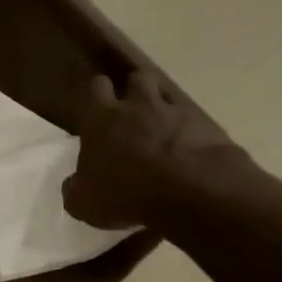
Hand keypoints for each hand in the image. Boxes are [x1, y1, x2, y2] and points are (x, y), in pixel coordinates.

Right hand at [62, 67, 251, 229]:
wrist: (192, 192)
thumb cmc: (126, 194)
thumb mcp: (83, 203)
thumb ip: (75, 188)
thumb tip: (74, 182)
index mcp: (103, 120)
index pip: (96, 88)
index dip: (97, 94)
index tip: (98, 106)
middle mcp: (139, 107)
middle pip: (137, 79)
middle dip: (133, 90)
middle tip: (131, 112)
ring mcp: (176, 113)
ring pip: (167, 96)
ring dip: (163, 108)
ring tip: (161, 130)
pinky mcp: (206, 126)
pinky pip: (194, 122)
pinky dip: (189, 133)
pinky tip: (187, 153)